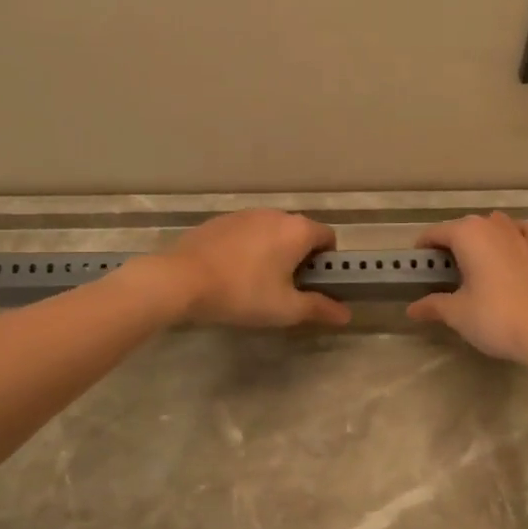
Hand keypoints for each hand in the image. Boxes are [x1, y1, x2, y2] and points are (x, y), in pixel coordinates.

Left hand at [156, 210, 349, 328]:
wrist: (181, 280)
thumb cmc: (243, 293)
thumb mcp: (285, 309)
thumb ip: (319, 308)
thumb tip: (346, 314)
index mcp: (298, 230)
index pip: (328, 237)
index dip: (327, 262)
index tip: (313, 284)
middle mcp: (275, 214)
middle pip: (300, 233)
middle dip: (299, 257)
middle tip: (285, 288)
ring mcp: (245, 214)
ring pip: (272, 232)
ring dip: (273, 251)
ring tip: (255, 282)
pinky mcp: (220, 221)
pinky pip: (247, 233)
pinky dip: (248, 248)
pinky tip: (231, 272)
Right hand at [406, 212, 527, 363]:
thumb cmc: (495, 317)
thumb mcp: (457, 314)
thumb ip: (433, 305)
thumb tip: (412, 308)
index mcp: (468, 234)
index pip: (435, 233)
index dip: (423, 249)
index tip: (418, 268)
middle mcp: (494, 226)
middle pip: (464, 227)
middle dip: (451, 244)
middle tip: (442, 274)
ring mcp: (521, 236)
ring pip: (495, 224)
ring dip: (482, 236)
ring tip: (475, 262)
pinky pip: (526, 232)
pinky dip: (518, 234)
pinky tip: (513, 248)